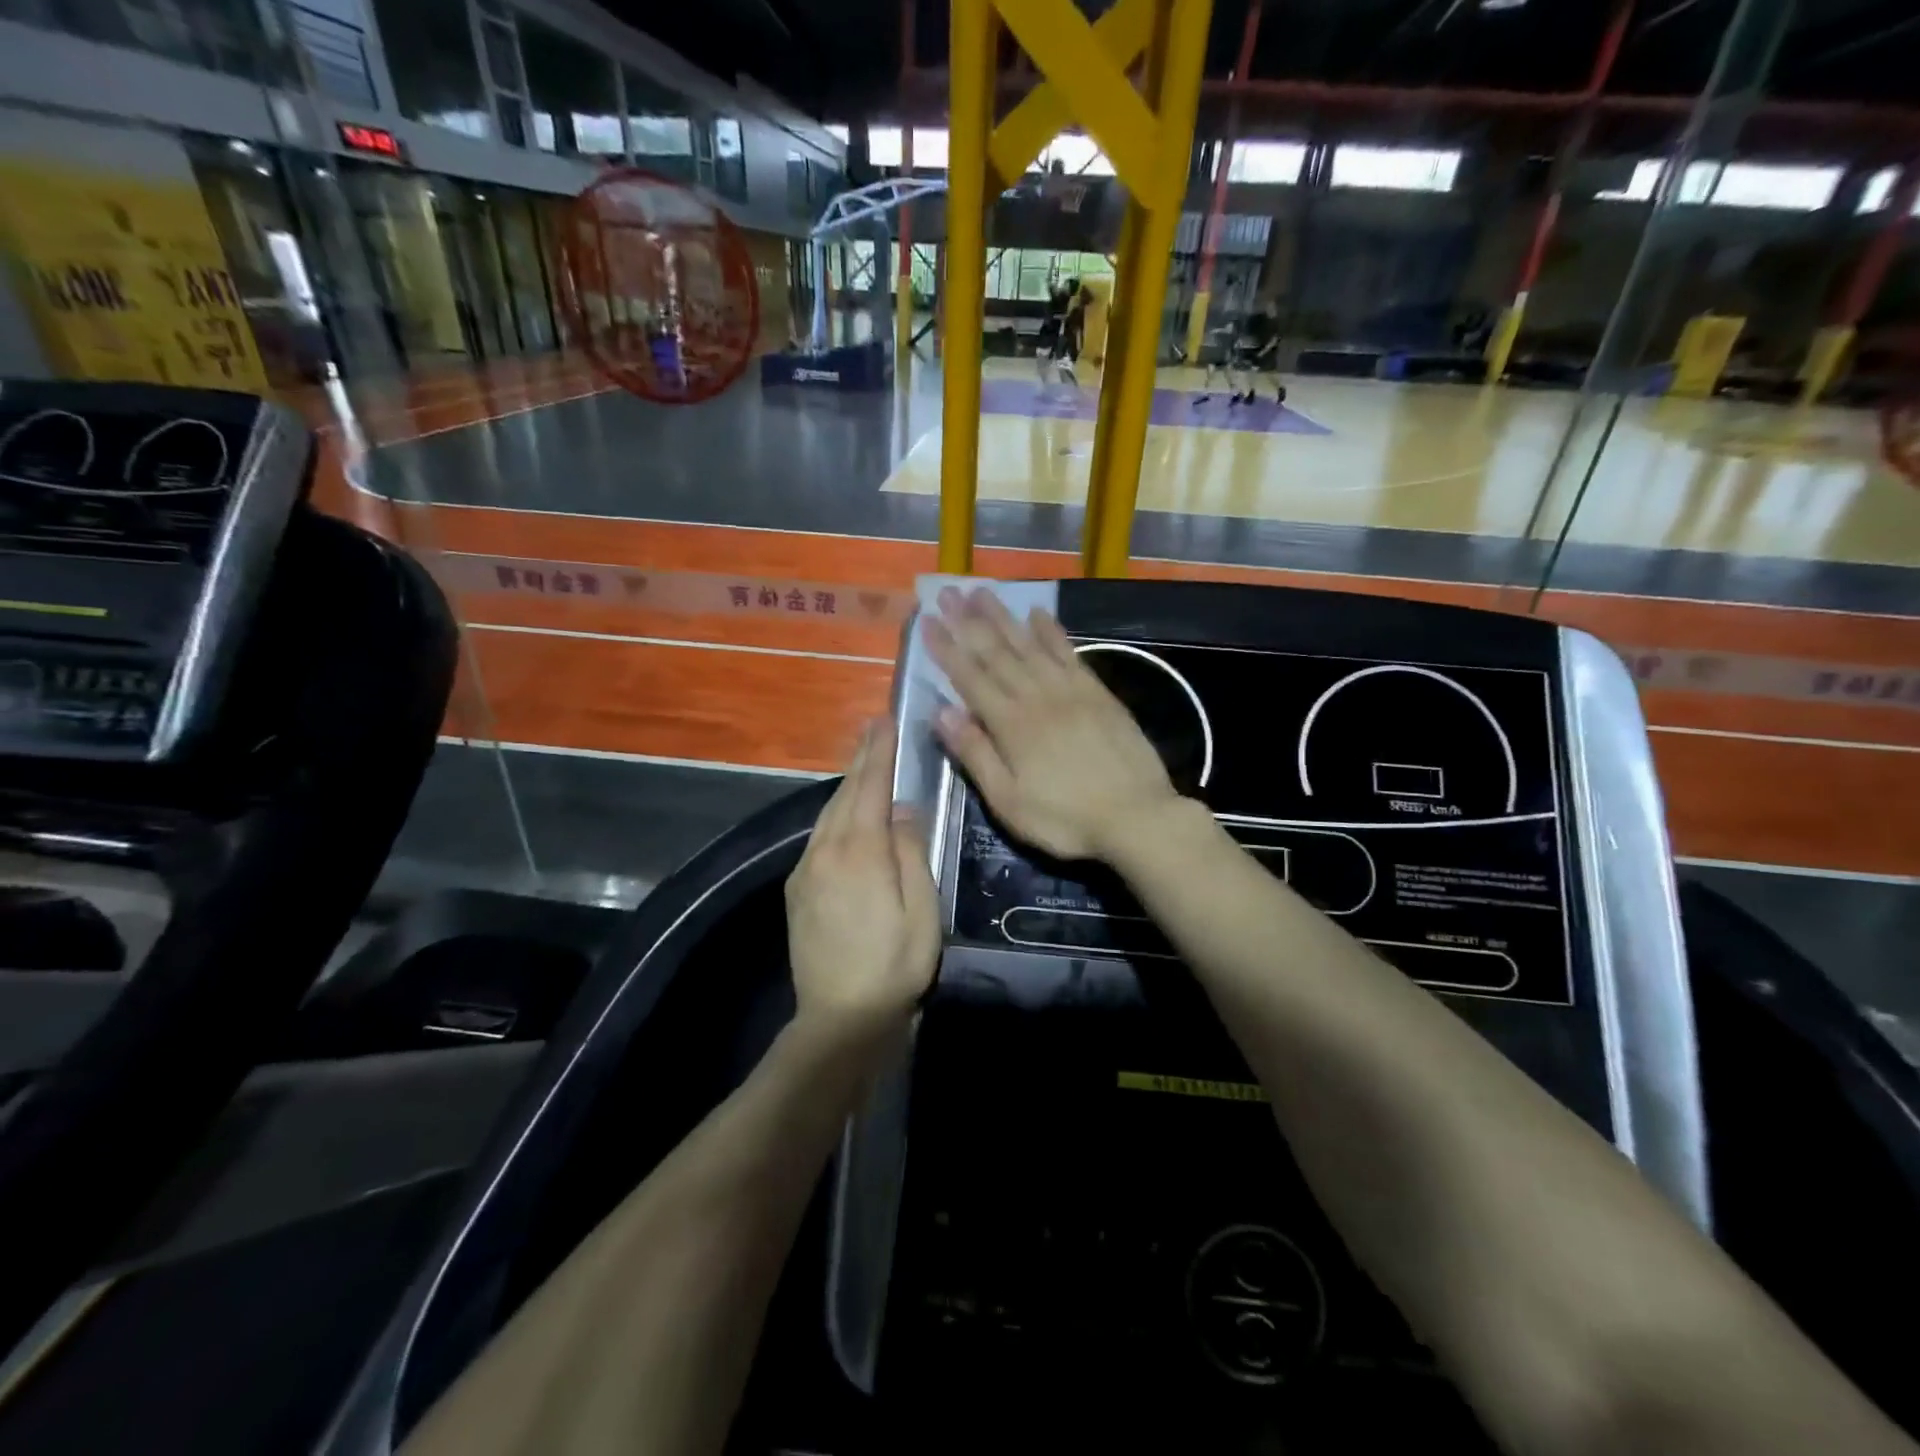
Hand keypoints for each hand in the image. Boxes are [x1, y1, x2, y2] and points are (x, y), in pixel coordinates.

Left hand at [785, 718, 939, 1029]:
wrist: (839, 1019)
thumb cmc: (894, 967)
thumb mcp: (922, 912)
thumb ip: (911, 853)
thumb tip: (901, 810)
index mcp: (860, 853)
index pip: (871, 789)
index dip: (879, 753)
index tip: (885, 721)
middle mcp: (826, 851)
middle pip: (845, 794)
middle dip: (861, 758)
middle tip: (874, 727)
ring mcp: (807, 870)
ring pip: (828, 813)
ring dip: (846, 783)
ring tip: (862, 759)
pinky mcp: (798, 889)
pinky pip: (819, 835)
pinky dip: (835, 811)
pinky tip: (845, 811)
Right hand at [924, 586, 1180, 861]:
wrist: (1137, 816)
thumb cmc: (1065, 819)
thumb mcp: (1009, 801)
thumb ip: (975, 754)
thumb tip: (941, 712)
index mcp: (1011, 725)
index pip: (970, 678)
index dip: (947, 648)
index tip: (928, 621)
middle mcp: (1037, 697)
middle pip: (997, 653)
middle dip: (969, 622)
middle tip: (949, 592)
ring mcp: (1070, 691)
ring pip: (1030, 645)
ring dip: (1004, 617)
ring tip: (983, 592)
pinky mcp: (1097, 693)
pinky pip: (1069, 653)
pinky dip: (1051, 632)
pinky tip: (1038, 614)